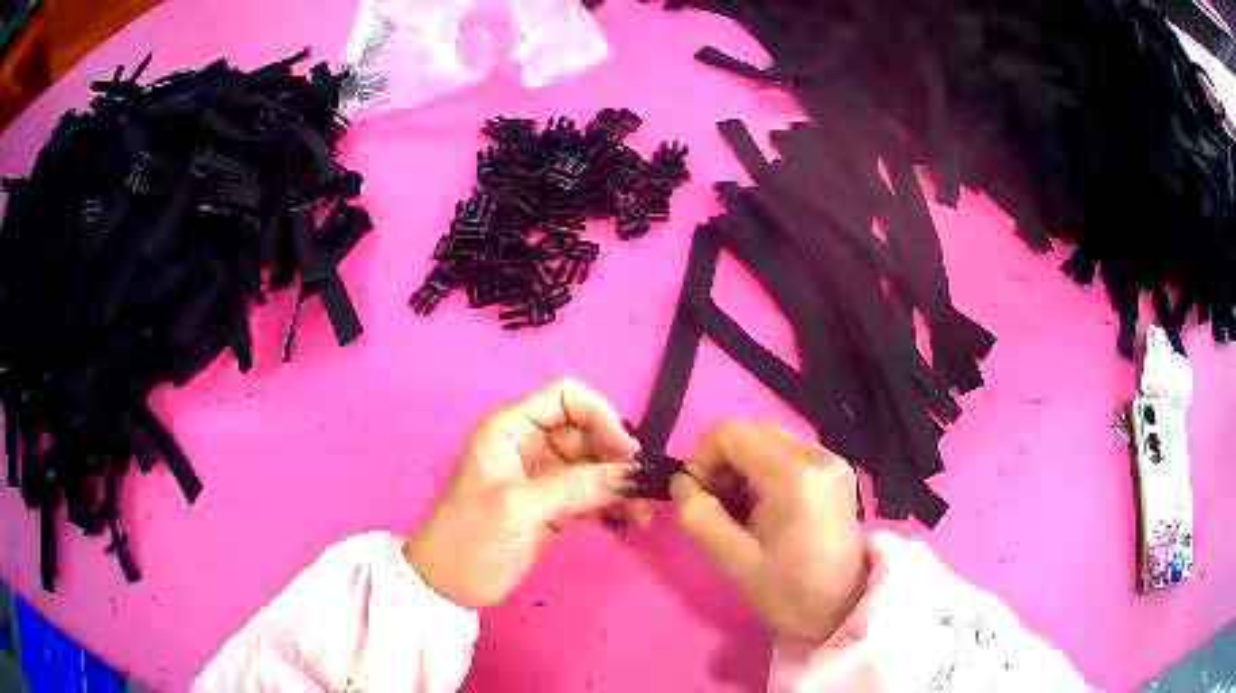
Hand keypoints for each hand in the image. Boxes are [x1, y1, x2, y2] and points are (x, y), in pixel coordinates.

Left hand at [404, 379, 640, 609]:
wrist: (452, 584)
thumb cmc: (473, 534)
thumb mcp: (521, 506)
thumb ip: (579, 486)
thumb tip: (635, 474)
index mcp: (511, 429)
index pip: (566, 399)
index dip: (600, 417)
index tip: (625, 452)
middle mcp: (530, 444)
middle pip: (587, 431)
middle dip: (617, 454)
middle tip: (641, 486)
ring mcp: (544, 476)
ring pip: (594, 464)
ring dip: (620, 482)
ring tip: (642, 511)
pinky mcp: (554, 506)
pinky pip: (592, 492)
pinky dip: (613, 502)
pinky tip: (632, 518)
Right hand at [671, 421, 867, 645]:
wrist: (843, 609)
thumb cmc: (789, 593)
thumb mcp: (734, 563)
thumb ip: (699, 517)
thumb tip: (680, 483)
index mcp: (794, 477)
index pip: (731, 433)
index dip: (701, 457)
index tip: (695, 495)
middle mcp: (817, 456)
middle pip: (751, 430)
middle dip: (721, 461)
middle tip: (714, 504)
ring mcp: (831, 460)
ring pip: (769, 438)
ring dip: (742, 464)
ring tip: (739, 507)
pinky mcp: (836, 470)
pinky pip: (788, 452)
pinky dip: (765, 469)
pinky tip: (763, 505)